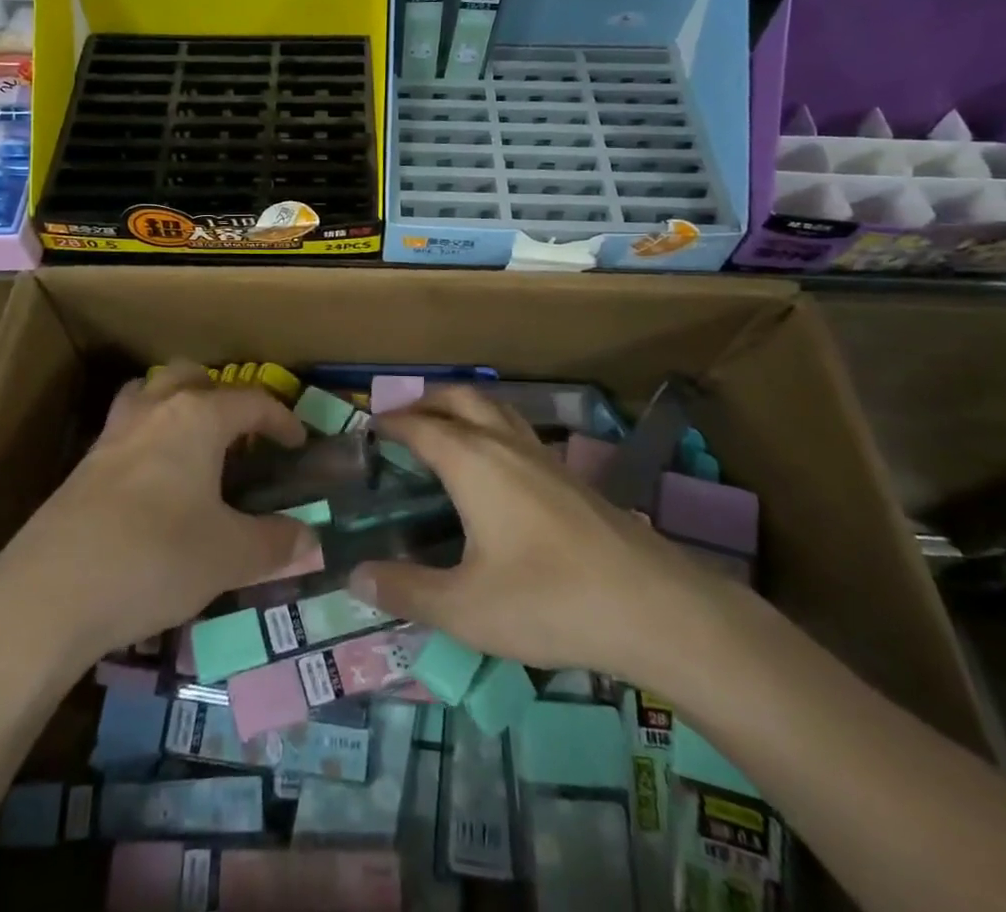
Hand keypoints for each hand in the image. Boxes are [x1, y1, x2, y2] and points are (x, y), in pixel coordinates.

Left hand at [0, 363, 315, 665]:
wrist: (50, 595)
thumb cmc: (156, 558)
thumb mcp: (229, 556)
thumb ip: (276, 543)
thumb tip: (311, 540)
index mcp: (197, 418)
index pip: (251, 401)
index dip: (281, 418)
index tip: (297, 443)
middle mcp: (154, 411)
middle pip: (192, 377)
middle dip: (222, 396)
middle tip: (240, 434)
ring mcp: (112, 435)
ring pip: (149, 393)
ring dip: (175, 404)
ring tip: (192, 442)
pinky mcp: (83, 466)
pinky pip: (124, 430)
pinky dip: (147, 439)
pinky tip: (154, 483)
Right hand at [348, 387, 729, 690]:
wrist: (650, 605)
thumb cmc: (547, 600)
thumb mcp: (465, 608)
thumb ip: (406, 590)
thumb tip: (355, 577)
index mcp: (473, 461)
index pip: (421, 426)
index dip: (391, 424)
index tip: (368, 431)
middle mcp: (505, 444)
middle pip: (461, 398)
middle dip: (427, 400)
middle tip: (402, 422)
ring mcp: (543, 456)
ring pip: (496, 408)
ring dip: (463, 408)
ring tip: (445, 433)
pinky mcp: (570, 476)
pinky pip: (518, 431)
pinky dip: (492, 428)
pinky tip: (496, 469)